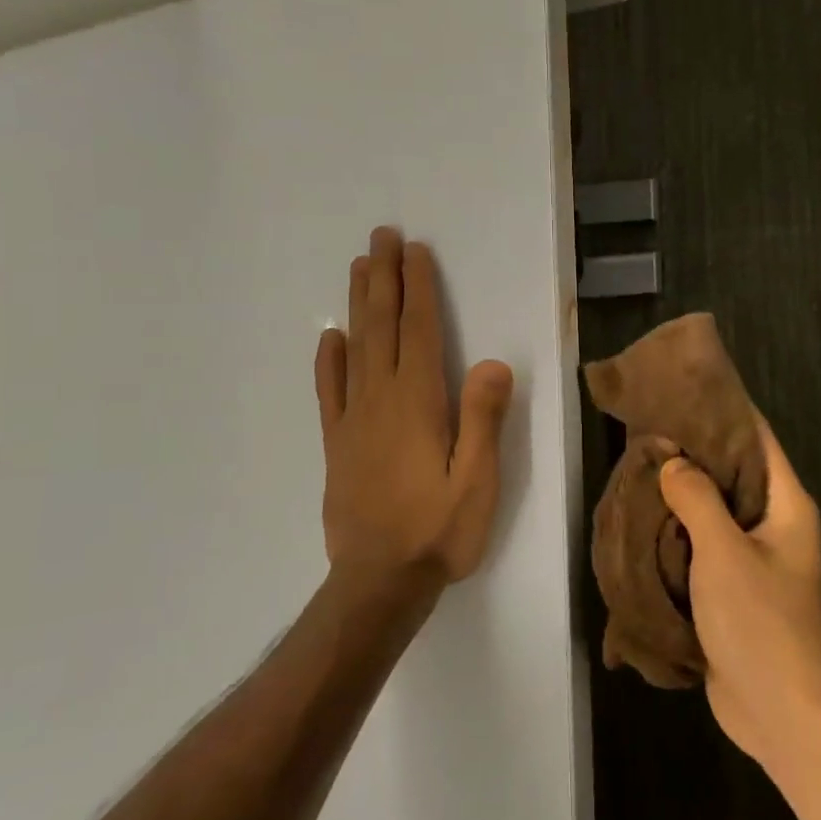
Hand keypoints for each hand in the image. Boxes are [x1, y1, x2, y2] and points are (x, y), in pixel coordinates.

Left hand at [314, 228, 514, 599]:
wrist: (379, 581)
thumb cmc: (438, 530)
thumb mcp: (478, 481)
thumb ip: (483, 419)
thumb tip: (492, 362)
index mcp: (418, 403)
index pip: (420, 331)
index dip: (419, 288)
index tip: (415, 251)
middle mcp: (381, 400)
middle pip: (383, 327)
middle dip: (384, 279)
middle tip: (381, 237)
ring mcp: (354, 421)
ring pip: (355, 349)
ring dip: (359, 305)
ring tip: (359, 268)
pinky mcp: (338, 444)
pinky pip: (330, 392)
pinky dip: (329, 360)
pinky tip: (330, 338)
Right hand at [659, 418, 820, 770]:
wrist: (778, 711)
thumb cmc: (759, 621)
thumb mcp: (724, 550)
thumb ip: (697, 498)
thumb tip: (673, 461)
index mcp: (786, 505)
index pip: (757, 438)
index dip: (723, 411)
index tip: (682, 390)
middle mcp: (775, 524)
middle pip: (733, 472)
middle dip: (693, 452)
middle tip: (647, 430)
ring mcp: (754, 558)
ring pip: (714, 510)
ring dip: (681, 494)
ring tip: (639, 467)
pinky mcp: (734, 588)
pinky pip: (704, 545)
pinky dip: (678, 531)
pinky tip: (645, 518)